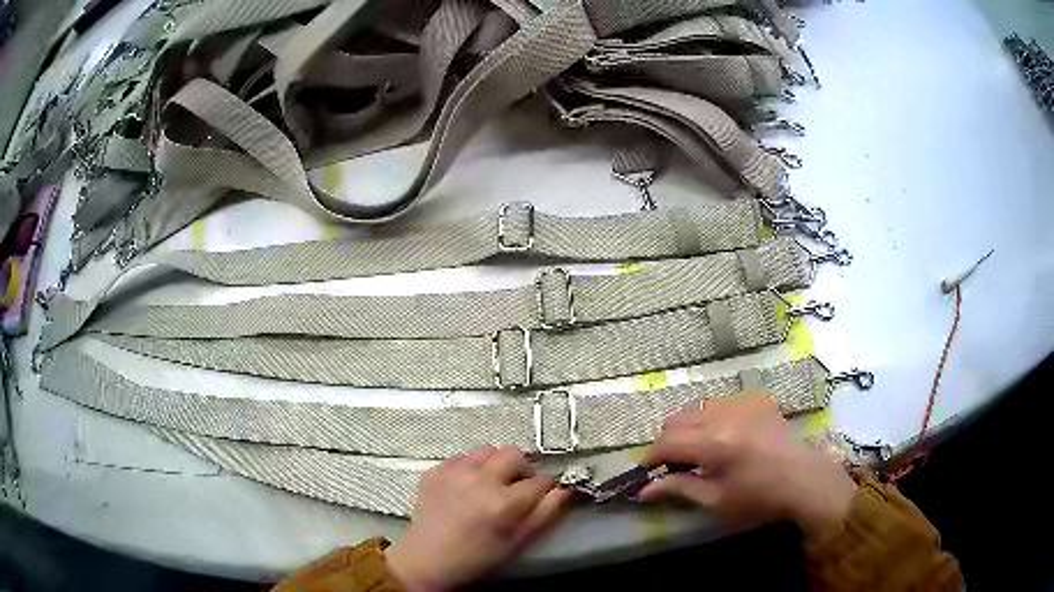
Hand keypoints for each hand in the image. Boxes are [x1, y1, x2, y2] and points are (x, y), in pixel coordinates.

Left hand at [385, 446, 571, 591]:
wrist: (427, 561)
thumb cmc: (477, 558)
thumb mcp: (518, 542)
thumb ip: (546, 513)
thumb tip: (566, 489)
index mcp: (503, 503)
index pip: (541, 480)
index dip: (546, 488)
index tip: (542, 496)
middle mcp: (479, 480)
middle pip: (514, 454)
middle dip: (522, 469)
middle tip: (516, 488)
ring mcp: (453, 472)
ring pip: (487, 450)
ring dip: (495, 464)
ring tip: (490, 485)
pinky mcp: (434, 471)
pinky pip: (461, 457)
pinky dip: (469, 467)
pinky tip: (466, 487)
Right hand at [639, 392, 855, 539]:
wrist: (805, 480)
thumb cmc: (760, 498)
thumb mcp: (716, 501)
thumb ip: (679, 489)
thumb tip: (644, 490)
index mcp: (714, 443)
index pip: (667, 441)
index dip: (651, 457)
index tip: (648, 472)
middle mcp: (724, 415)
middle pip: (676, 419)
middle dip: (667, 441)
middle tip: (674, 465)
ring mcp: (741, 403)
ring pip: (696, 407)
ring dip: (687, 428)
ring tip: (698, 452)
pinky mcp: (755, 400)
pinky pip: (719, 403)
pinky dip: (710, 419)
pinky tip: (722, 439)